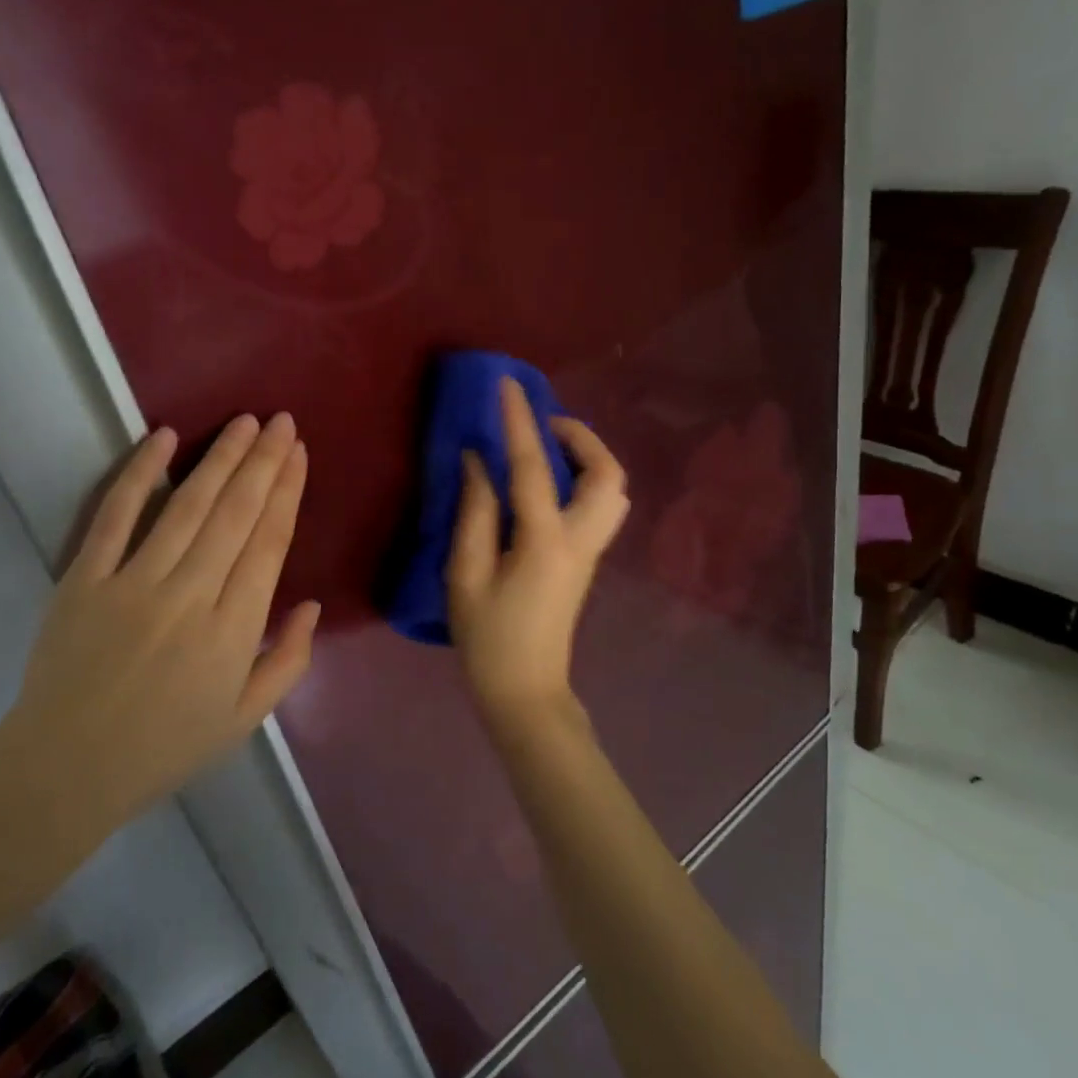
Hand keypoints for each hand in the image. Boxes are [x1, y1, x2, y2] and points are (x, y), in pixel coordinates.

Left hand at [0, 413, 320, 833]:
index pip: (269, 543)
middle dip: (263, 461)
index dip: (287, 492)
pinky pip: (115, 517)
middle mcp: (190, 596)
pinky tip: (163, 438)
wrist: (65, 771)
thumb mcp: (244, 720)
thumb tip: (311, 604)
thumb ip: (288, 661)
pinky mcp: (84, 580)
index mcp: (234, 631)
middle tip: (281, 421)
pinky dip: (139, 474)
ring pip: (187, 506)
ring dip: (219, 458)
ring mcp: (134, 584)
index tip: (298, 454)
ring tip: (244, 422)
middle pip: (236, 514)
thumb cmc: (164, 748)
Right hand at [446, 378, 629, 738]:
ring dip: (587, 459)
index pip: (533, 466)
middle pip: (607, 473)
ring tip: (547, 451)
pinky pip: (599, 506)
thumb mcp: (465, 575)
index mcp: (545, 541)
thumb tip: (478, 461)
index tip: (507, 386)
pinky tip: (547, 486)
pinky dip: (582, 480)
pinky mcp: (587, 562)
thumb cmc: (488, 638)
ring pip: (612, 490)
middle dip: (580, 437)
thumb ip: (474, 512)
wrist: (526, 691)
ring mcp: (591, 552)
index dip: (519, 422)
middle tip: (542, 425)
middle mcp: (580, 540)